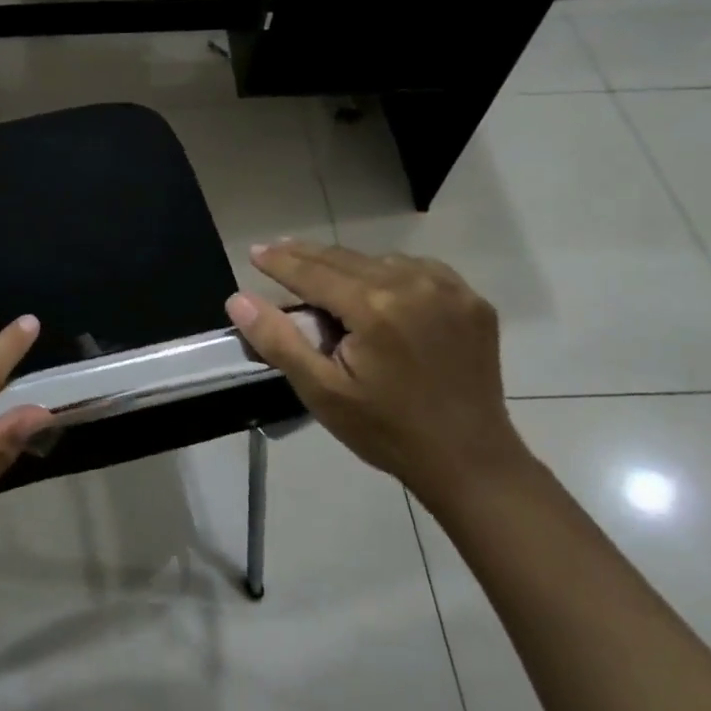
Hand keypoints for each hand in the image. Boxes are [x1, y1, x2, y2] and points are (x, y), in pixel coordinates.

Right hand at [225, 242, 526, 501]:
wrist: (469, 460)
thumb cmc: (386, 430)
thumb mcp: (322, 392)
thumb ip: (278, 341)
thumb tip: (238, 299)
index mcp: (374, 308)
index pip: (313, 273)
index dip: (280, 262)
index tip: (254, 251)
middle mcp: (413, 285)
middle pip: (345, 259)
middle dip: (307, 255)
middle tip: (276, 250)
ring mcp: (449, 289)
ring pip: (380, 261)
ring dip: (348, 265)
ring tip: (322, 275)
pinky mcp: (472, 301)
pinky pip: (418, 270)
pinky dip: (390, 272)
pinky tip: (377, 287)